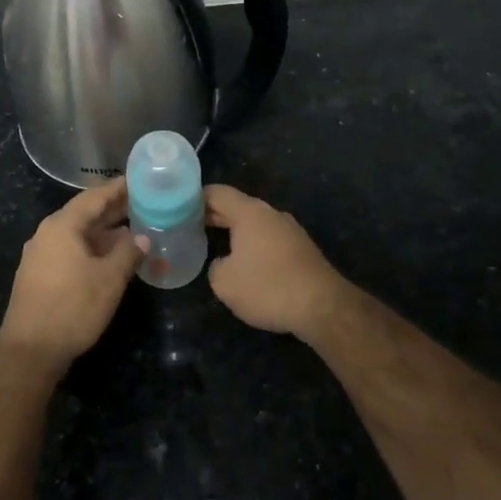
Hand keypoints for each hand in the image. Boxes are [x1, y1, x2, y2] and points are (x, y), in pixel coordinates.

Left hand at [0, 178, 143, 366]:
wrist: (30, 350)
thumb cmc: (72, 308)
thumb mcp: (109, 279)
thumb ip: (128, 253)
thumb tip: (142, 237)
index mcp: (62, 226)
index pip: (94, 197)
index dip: (118, 189)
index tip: (139, 181)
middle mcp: (48, 235)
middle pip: (85, 214)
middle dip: (114, 210)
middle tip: (144, 204)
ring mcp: (41, 256)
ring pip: (79, 235)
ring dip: (105, 233)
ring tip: (135, 231)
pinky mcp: (40, 276)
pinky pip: (71, 252)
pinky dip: (93, 249)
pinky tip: (112, 258)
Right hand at [204, 185, 347, 337]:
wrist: (322, 306)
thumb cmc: (267, 288)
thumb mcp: (224, 282)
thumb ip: (215, 266)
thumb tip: (224, 263)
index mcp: (250, 213)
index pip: (217, 193)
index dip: (195, 198)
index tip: (178, 209)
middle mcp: (271, 214)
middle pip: (236, 206)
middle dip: (213, 216)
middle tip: (189, 228)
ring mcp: (290, 230)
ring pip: (255, 224)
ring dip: (235, 232)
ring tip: (214, 245)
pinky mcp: (302, 249)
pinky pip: (269, 239)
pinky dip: (253, 245)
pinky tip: (245, 263)